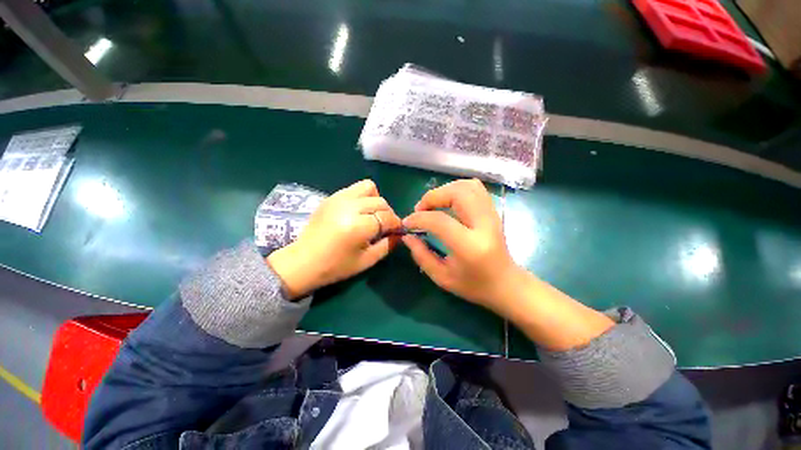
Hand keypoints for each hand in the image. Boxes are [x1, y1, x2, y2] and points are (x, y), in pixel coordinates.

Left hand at [267, 180, 400, 298]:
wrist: (302, 262)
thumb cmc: (335, 266)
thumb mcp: (367, 261)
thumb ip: (387, 245)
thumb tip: (398, 233)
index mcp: (359, 226)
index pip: (387, 217)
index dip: (396, 224)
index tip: (396, 231)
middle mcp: (350, 207)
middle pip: (380, 202)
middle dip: (387, 214)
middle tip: (383, 227)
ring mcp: (338, 199)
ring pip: (369, 187)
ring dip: (375, 200)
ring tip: (371, 215)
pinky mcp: (331, 197)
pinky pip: (354, 188)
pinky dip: (362, 197)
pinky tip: (358, 212)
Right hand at [402, 179, 522, 313]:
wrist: (506, 284)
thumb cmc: (474, 285)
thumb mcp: (442, 278)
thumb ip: (421, 255)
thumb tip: (407, 236)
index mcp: (469, 246)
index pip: (440, 221)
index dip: (418, 218)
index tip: (407, 223)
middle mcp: (483, 225)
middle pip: (457, 193)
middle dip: (432, 197)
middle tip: (421, 210)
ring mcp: (492, 215)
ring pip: (467, 186)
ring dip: (445, 190)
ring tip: (433, 205)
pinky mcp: (493, 211)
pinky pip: (475, 188)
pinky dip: (457, 189)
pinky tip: (448, 202)